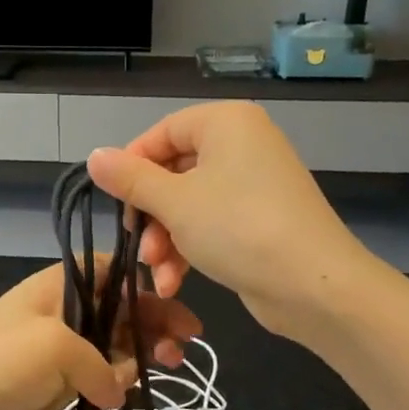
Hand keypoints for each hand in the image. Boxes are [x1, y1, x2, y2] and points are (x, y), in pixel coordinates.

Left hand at [0, 261, 200, 409]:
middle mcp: (63, 313)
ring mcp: (60, 353)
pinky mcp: (57, 389)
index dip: (146, 283)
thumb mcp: (55, 346)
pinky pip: (100, 380)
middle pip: (119, 310)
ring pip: (114, 347)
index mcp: (58, 286)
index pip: (111, 271)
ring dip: (143, 354)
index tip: (179, 300)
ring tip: (170, 366)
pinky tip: (136, 394)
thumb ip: (102, 364)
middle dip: (154, 321)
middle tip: (188, 343)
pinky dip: (121, 385)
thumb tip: (117, 390)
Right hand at [87, 102, 371, 338]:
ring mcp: (255, 183)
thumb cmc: (238, 229)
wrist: (314, 285)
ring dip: (166, 240)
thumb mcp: (174, 203)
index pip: (162, 133)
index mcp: (225, 123)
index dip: (132, 166)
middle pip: (174, 172)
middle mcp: (243, 144)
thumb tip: (94, 157)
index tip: (114, 201)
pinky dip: (191, 249)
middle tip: (138, 245)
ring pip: (190, 204)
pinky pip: (213, 224)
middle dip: (151, 216)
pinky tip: (174, 283)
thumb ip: (130, 179)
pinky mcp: (261, 219)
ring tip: (159, 274)